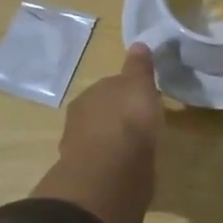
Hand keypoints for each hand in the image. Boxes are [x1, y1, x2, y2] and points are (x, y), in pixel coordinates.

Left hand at [30, 44, 162, 222]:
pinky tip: (128, 170)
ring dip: (114, 142)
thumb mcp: (139, 85)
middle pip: (102, 113)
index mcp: (90, 95)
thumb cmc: (127, 120)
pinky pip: (104, 163)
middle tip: (140, 124)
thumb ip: (138, 67)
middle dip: (117, 117)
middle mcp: (80, 119)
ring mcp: (80, 149)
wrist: (110, 171)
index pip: (109, 87)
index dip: (126, 92)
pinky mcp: (88, 177)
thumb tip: (138, 44)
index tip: (143, 98)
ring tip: (136, 149)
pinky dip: (114, 164)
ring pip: (100, 139)